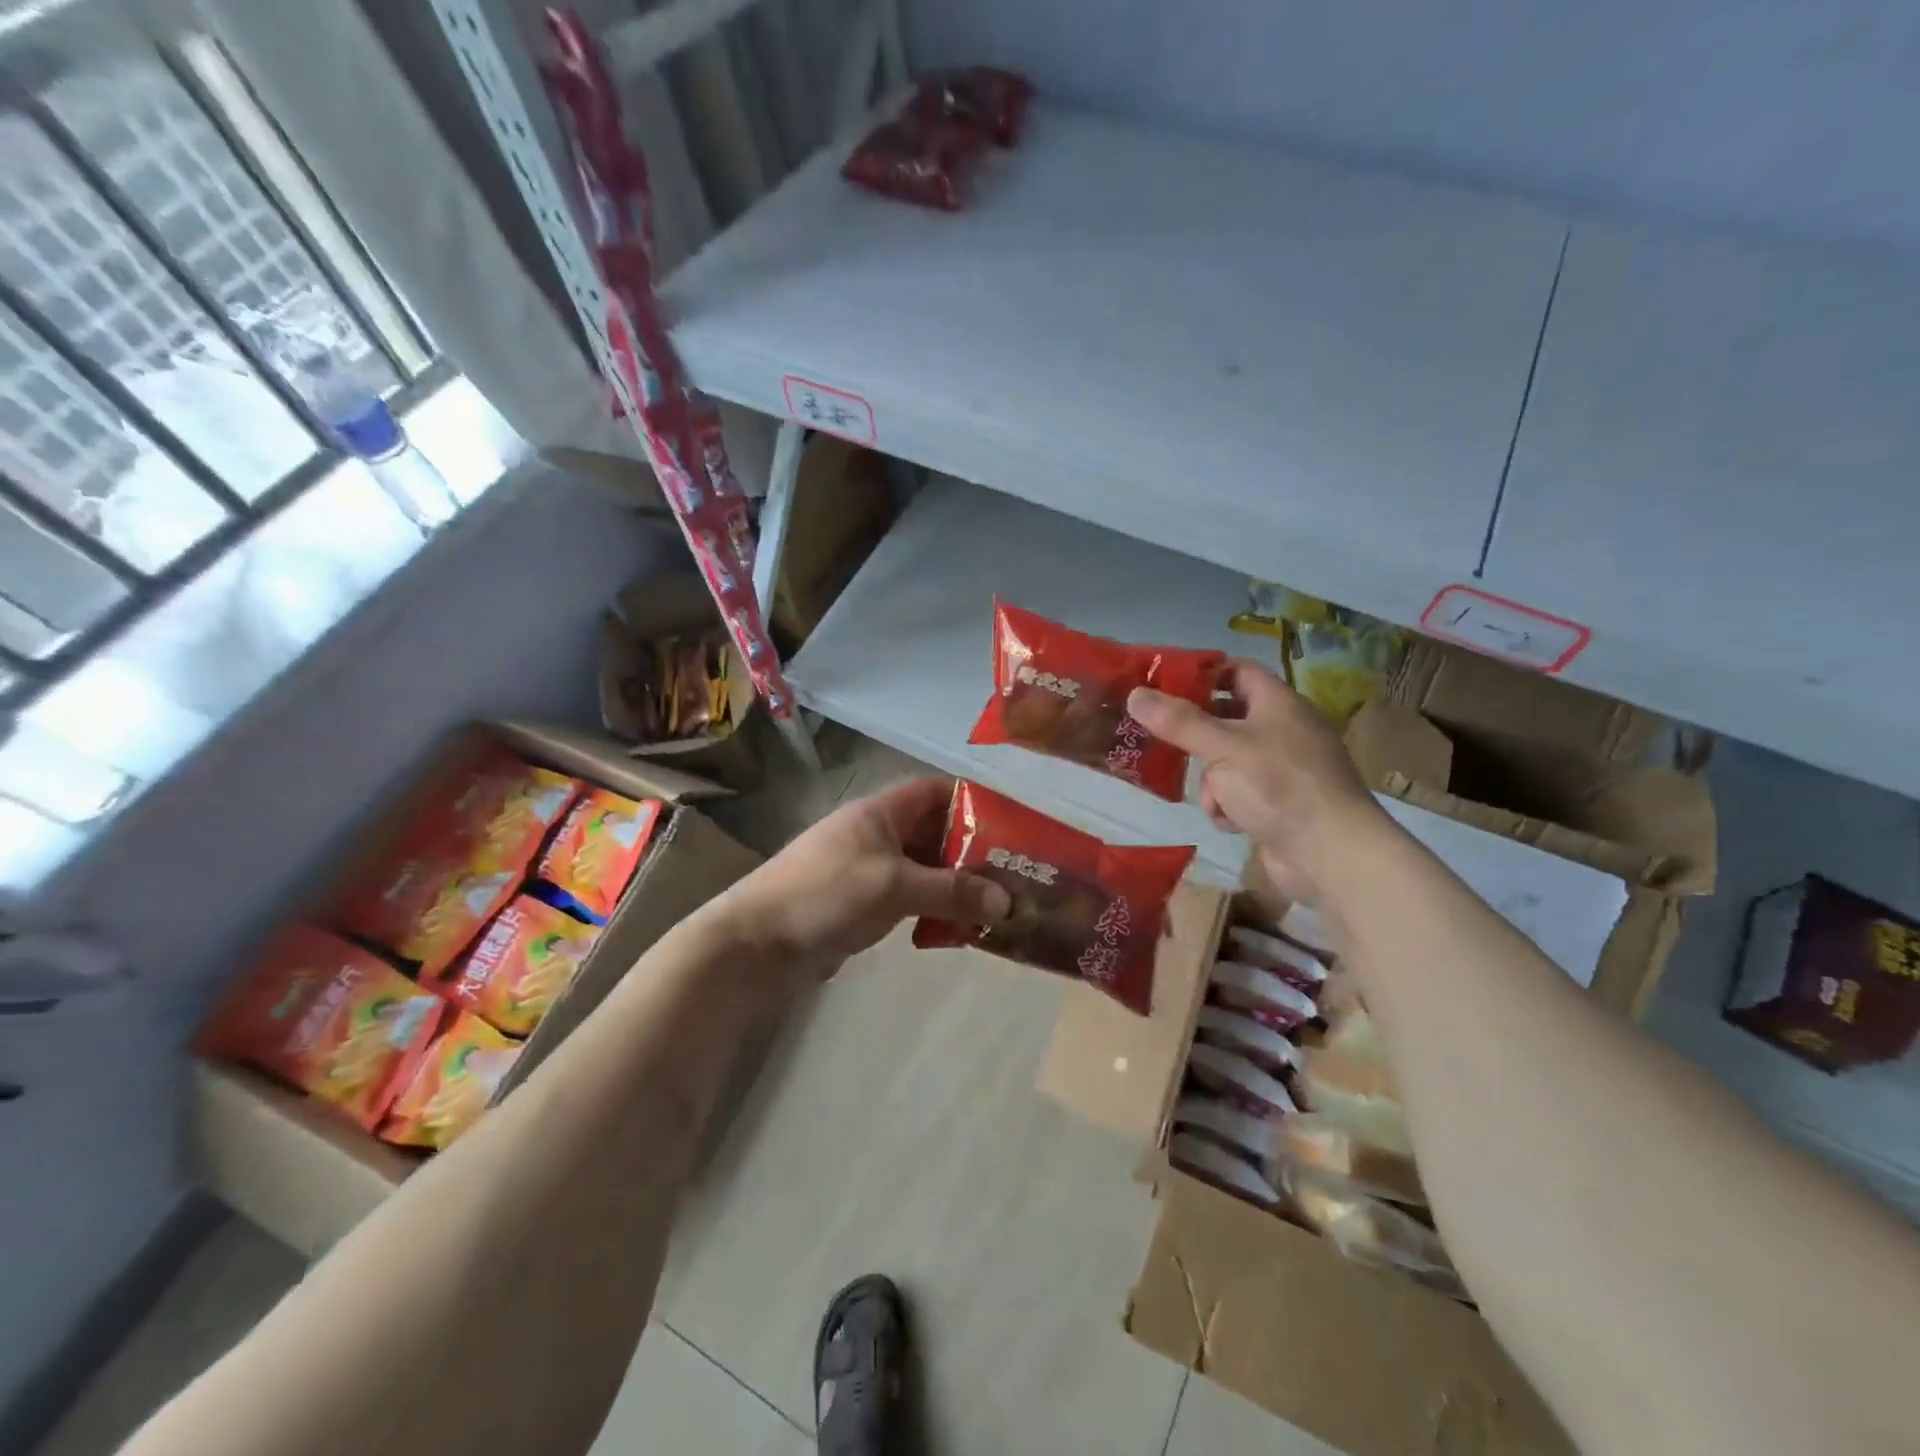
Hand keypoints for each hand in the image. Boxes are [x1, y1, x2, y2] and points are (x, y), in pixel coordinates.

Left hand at [719, 777, 1010, 986]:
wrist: (757, 943)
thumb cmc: (827, 894)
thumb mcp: (895, 886)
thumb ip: (952, 891)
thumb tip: (1008, 902)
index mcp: (881, 812)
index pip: (935, 792)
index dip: (972, 803)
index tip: (1011, 827)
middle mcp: (876, 834)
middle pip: (934, 833)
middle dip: (971, 852)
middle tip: (1013, 876)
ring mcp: (867, 870)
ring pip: (924, 869)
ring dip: (955, 886)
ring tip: (994, 907)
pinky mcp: (861, 903)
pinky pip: (908, 898)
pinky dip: (932, 909)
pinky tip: (956, 930)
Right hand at [1126, 659, 1384, 905]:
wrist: (1330, 853)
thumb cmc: (1277, 785)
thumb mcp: (1221, 747)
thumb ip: (1178, 721)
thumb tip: (1135, 694)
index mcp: (1278, 703)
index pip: (1237, 671)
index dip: (1203, 674)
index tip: (1163, 684)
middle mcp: (1284, 730)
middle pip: (1227, 718)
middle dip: (1197, 736)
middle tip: (1162, 739)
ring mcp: (1284, 769)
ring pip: (1228, 761)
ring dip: (1212, 780)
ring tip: (1213, 798)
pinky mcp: (1281, 803)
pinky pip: (1241, 792)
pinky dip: (1229, 804)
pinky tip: (1230, 821)